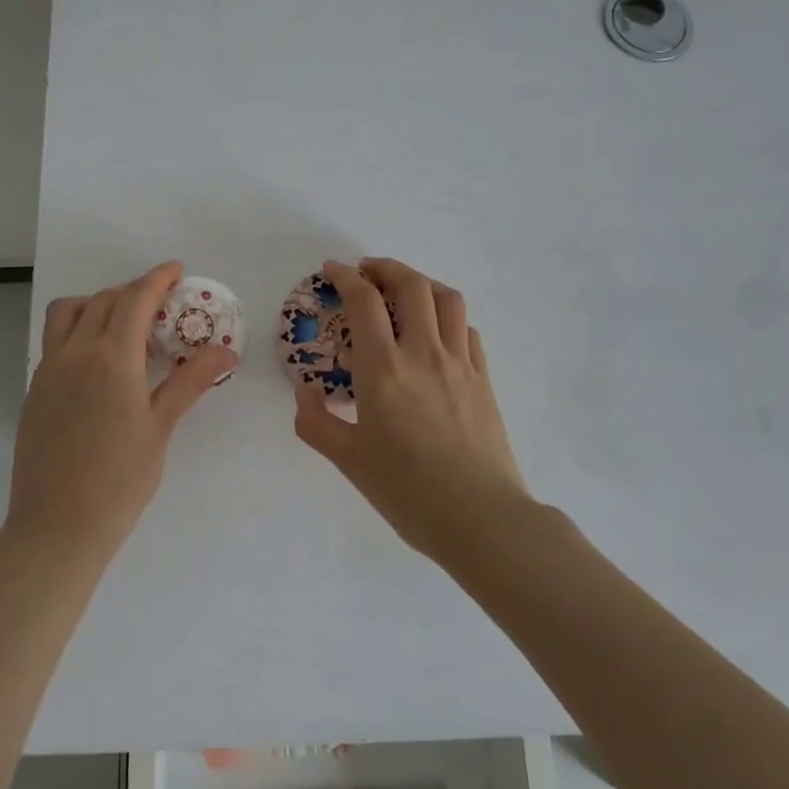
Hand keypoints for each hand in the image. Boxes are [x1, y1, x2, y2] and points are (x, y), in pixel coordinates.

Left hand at [9, 262, 237, 561]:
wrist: (56, 527)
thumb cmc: (120, 480)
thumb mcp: (161, 428)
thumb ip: (191, 381)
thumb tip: (227, 350)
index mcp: (112, 358)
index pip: (135, 299)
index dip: (157, 278)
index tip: (176, 269)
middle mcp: (76, 352)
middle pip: (105, 300)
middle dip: (134, 291)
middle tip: (161, 304)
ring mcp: (49, 369)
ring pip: (69, 311)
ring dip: (97, 301)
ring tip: (122, 323)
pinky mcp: (35, 388)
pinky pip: (55, 338)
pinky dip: (78, 327)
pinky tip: (97, 358)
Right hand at [293, 257, 531, 562]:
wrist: (483, 520)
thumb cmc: (409, 491)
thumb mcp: (348, 461)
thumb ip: (316, 422)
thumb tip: (305, 393)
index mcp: (384, 368)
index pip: (364, 301)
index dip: (345, 277)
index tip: (332, 271)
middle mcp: (424, 353)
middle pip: (411, 284)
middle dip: (385, 268)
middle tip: (367, 273)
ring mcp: (460, 363)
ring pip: (447, 299)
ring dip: (422, 283)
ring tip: (405, 291)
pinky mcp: (484, 379)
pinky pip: (467, 329)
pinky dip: (448, 316)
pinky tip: (438, 332)